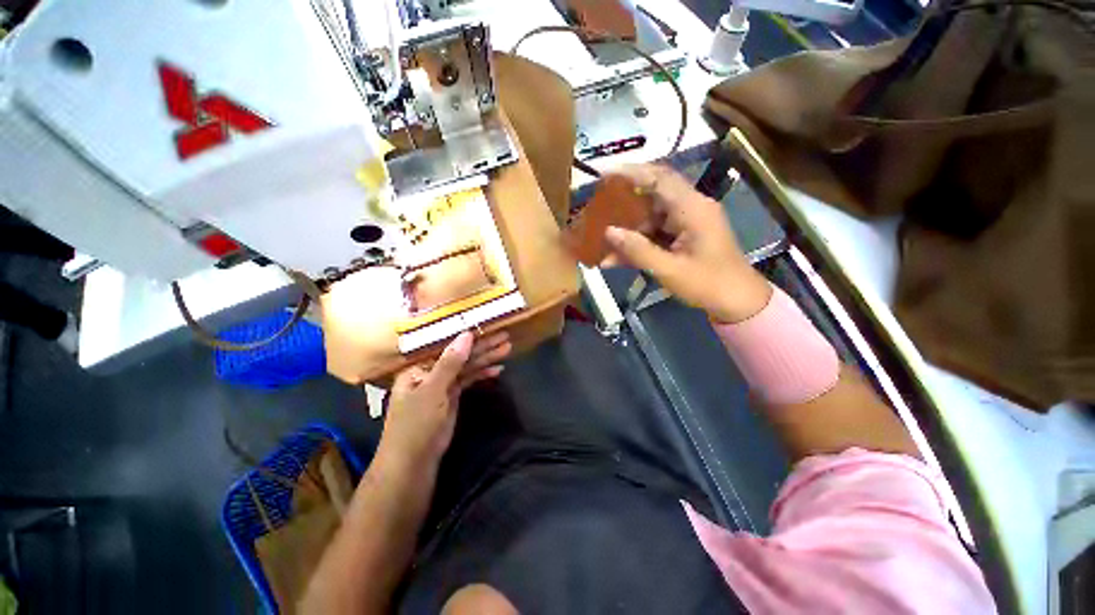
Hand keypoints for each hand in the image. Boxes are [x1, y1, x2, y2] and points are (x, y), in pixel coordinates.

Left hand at [377, 331, 511, 466]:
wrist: (412, 465)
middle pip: (460, 355)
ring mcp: (442, 385)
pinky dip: (482, 374)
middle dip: (483, 347)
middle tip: (505, 337)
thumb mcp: (433, 391)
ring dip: (486, 359)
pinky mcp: (451, 398)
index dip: (468, 336)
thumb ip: (450, 363)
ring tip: (507, 349)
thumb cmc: (415, 425)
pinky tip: (498, 370)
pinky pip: (469, 380)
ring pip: (467, 367)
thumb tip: (466, 334)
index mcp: (419, 366)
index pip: (447, 346)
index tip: (488, 327)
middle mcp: (430, 372)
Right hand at [602, 164, 771, 322]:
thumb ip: (638, 251)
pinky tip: (616, 258)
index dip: (631, 173)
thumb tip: (609, 232)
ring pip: (650, 216)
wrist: (737, 301)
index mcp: (692, 209)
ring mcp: (687, 222)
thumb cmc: (708, 285)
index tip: (604, 174)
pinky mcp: (683, 235)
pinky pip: (655, 233)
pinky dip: (637, 243)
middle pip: (653, 194)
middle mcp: (690, 208)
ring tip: (601, 240)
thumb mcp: (669, 270)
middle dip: (624, 201)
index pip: (659, 179)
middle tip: (598, 206)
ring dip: (628, 229)